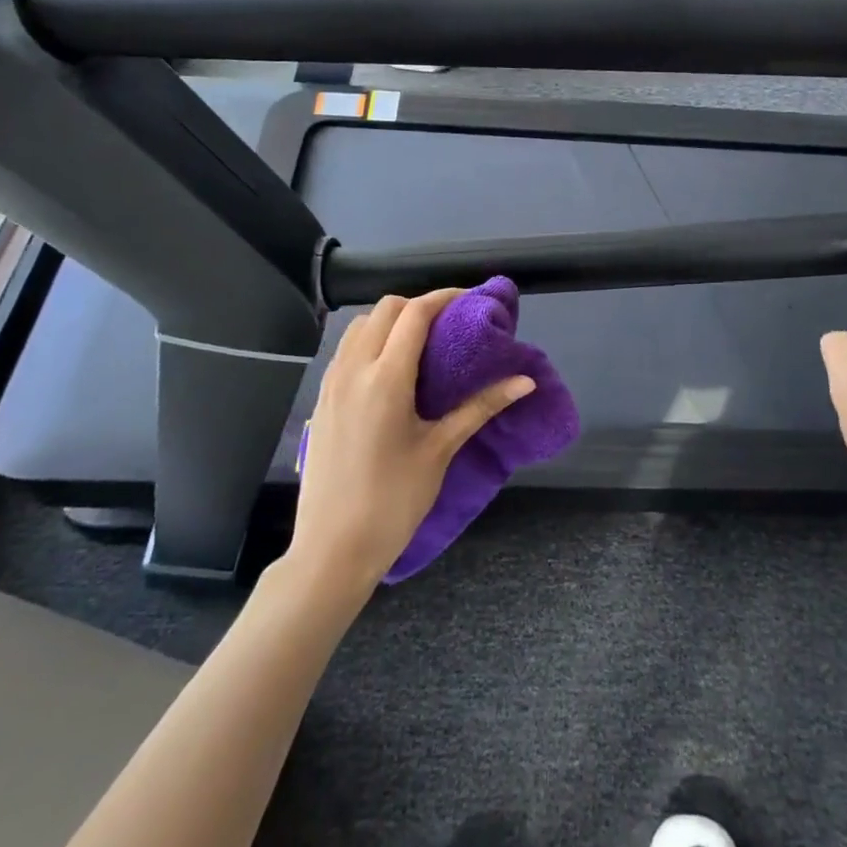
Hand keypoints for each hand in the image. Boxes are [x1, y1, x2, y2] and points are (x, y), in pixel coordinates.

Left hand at [290, 290, 534, 589]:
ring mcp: (331, 384)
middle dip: (418, 305)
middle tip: (448, 323)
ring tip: (420, 342)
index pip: (414, 313)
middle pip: (384, 309)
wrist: (332, 549)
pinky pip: (345, 351)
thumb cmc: (393, 500)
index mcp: (385, 378)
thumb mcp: (441, 450)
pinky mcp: (321, 400)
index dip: (444, 297)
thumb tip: (525, 381)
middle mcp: (353, 370)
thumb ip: (480, 407)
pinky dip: (369, 341)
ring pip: (359, 326)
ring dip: (390, 320)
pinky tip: (389, 369)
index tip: (469, 299)